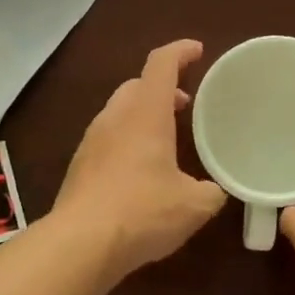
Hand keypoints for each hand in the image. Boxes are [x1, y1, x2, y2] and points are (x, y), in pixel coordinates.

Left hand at [53, 39, 226, 279]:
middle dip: (162, 88)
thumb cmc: (143, 212)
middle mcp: (115, 119)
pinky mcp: (79, 167)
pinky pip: (107, 140)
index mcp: (146, 114)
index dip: (180, 52)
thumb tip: (215, 190)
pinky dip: (127, 141)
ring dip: (142, 115)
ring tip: (164, 138)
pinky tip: (140, 171)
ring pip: (118, 113)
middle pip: (137, 86)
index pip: (161, 65)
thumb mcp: (195, 205)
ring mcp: (91, 142)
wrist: (81, 244)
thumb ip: (212, 191)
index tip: (197, 50)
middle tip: (185, 104)